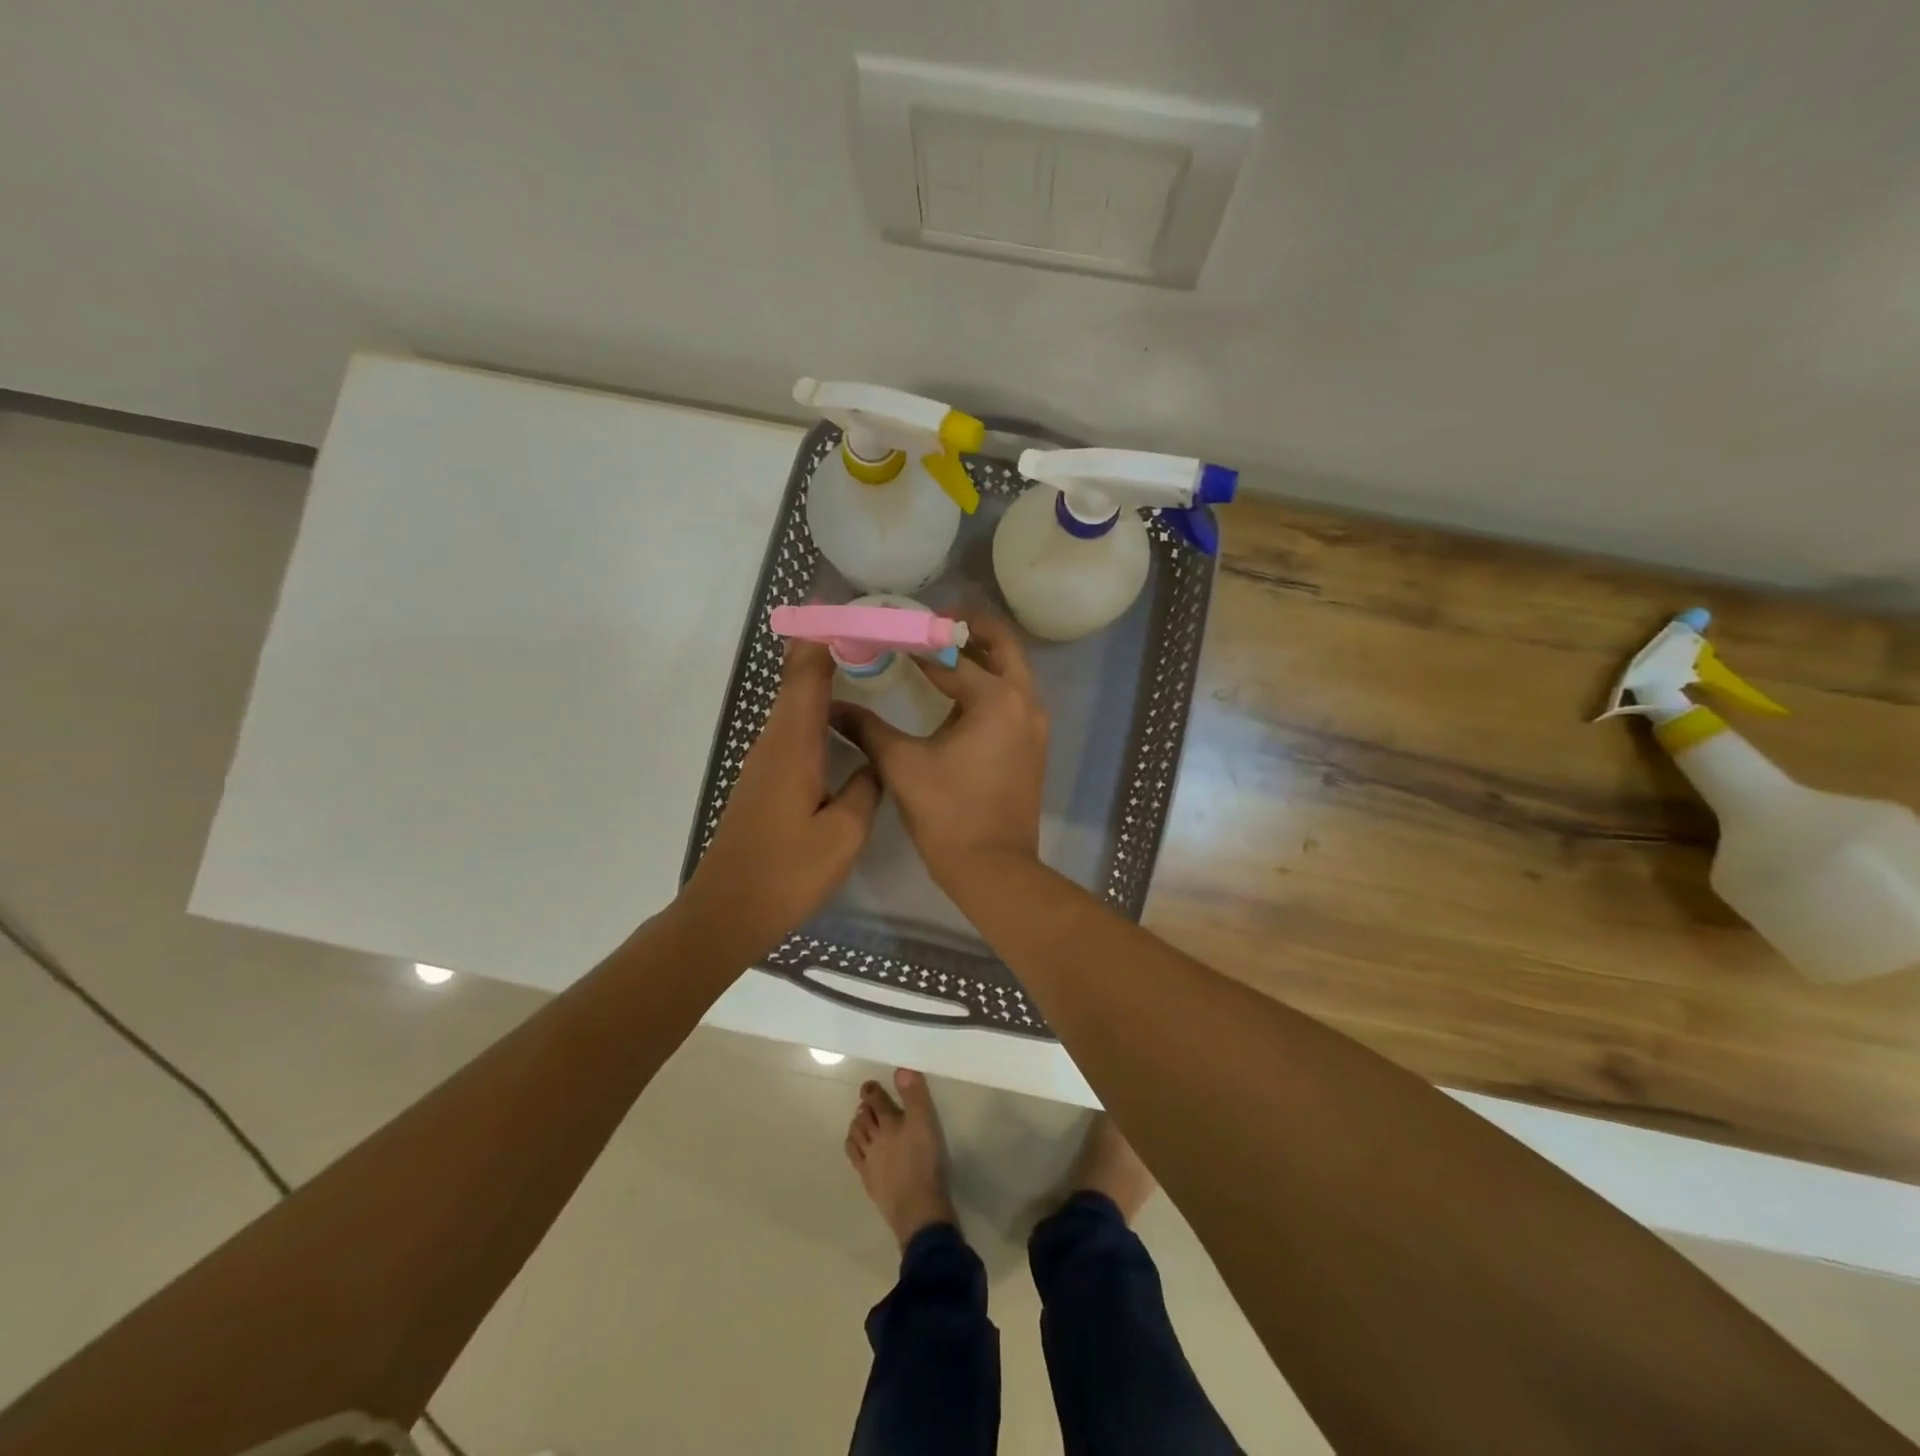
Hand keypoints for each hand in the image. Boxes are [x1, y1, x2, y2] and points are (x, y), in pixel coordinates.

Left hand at [680, 642, 880, 959]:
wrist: (728, 911)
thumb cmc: (787, 872)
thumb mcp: (844, 834)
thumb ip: (866, 789)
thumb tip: (873, 762)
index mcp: (793, 746)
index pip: (806, 675)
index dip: (820, 636)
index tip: (840, 604)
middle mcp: (774, 743)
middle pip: (796, 680)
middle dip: (823, 646)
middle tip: (862, 624)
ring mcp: (765, 762)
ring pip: (794, 704)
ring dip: (820, 676)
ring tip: (859, 659)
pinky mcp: (764, 781)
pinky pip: (793, 729)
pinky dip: (816, 709)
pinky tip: (840, 719)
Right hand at [833, 611, 1048, 899]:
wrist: (993, 869)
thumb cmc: (947, 815)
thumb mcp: (901, 765)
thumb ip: (867, 728)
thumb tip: (832, 707)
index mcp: (995, 700)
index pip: (952, 655)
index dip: (918, 640)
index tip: (892, 627)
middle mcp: (1024, 702)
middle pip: (1003, 644)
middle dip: (970, 627)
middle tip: (932, 621)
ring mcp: (1034, 724)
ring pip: (1013, 670)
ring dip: (982, 654)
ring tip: (941, 650)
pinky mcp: (1033, 744)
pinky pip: (1014, 697)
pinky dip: (990, 682)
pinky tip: (959, 693)